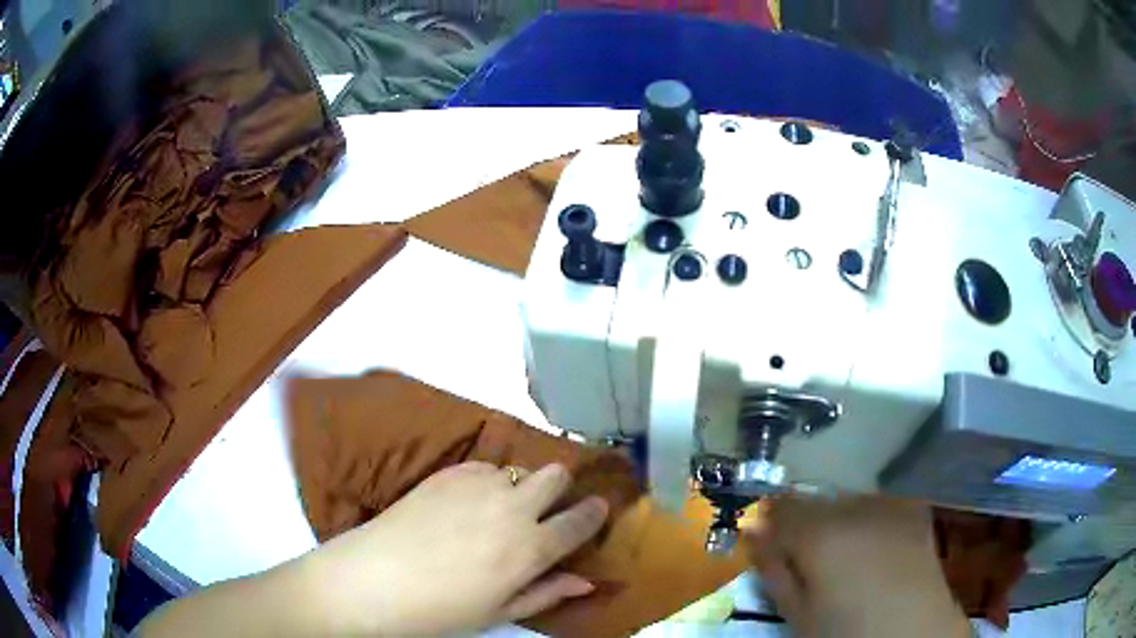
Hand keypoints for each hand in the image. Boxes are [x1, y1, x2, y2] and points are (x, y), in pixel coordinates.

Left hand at [295, 461, 609, 635]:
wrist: (374, 579)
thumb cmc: (441, 609)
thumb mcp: (500, 612)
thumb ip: (547, 592)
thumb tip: (587, 580)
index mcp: (529, 549)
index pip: (580, 520)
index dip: (595, 512)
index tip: (598, 509)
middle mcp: (511, 508)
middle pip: (556, 474)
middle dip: (560, 487)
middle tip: (546, 508)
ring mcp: (477, 486)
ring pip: (519, 468)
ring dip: (520, 485)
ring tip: (499, 509)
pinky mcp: (447, 473)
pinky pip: (484, 466)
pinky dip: (486, 481)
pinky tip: (466, 503)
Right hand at [745, 496, 969, 637]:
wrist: (914, 630)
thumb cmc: (846, 631)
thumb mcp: (798, 612)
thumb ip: (773, 568)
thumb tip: (752, 531)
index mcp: (820, 532)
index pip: (780, 506)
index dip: (769, 522)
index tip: (767, 541)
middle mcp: (854, 505)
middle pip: (814, 501)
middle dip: (804, 523)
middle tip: (807, 558)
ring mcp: (888, 502)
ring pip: (845, 501)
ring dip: (836, 521)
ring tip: (843, 556)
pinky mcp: (912, 508)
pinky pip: (876, 505)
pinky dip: (865, 520)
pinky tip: (873, 547)